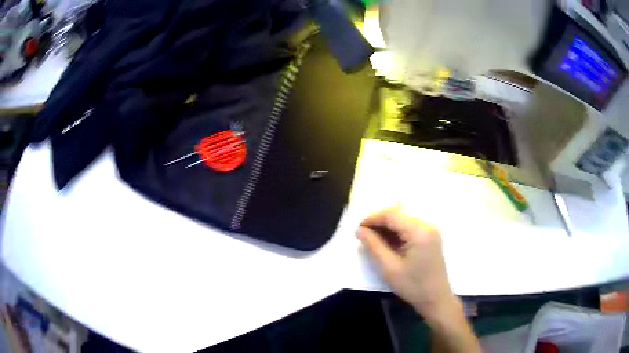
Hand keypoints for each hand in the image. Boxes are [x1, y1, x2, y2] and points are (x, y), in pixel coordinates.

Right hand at [356, 208, 456, 322]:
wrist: (436, 299)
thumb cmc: (413, 286)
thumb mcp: (389, 268)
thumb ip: (373, 245)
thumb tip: (360, 230)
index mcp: (419, 231)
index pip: (392, 215)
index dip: (372, 218)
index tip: (358, 230)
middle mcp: (427, 225)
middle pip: (398, 214)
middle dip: (379, 222)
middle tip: (363, 235)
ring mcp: (430, 231)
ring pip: (403, 220)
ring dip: (387, 227)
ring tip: (372, 240)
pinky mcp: (430, 237)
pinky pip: (409, 228)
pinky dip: (396, 232)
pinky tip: (387, 243)